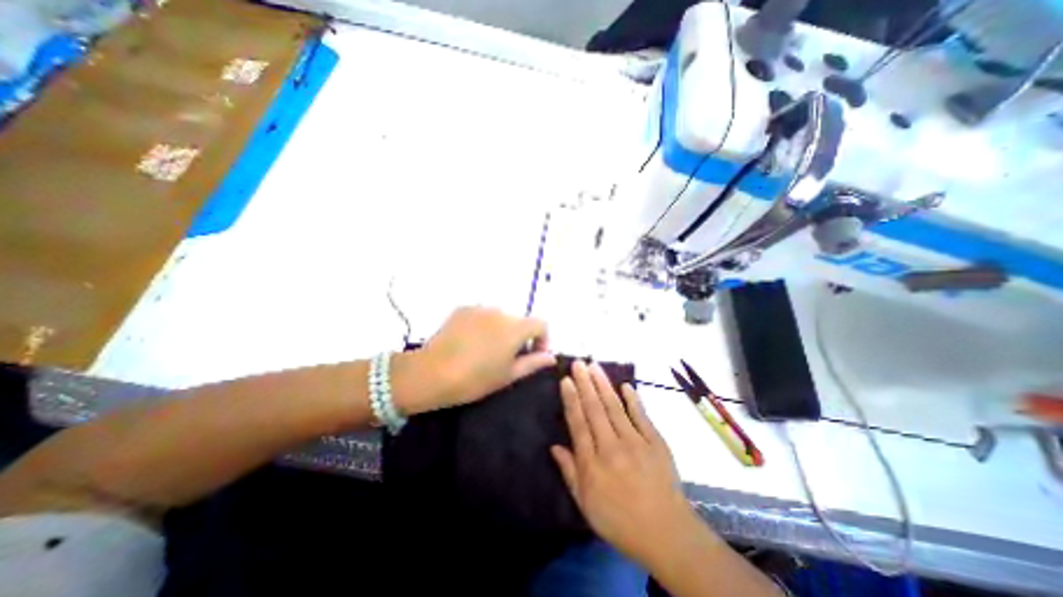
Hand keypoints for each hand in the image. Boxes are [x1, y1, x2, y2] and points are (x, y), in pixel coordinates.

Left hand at [400, 309, 555, 414]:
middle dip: (520, 336)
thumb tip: (551, 357)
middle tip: (507, 357)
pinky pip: (481, 315)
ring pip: (500, 318)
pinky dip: (483, 326)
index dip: (542, 339)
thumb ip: (533, 363)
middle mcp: (500, 312)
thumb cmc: (475, 379)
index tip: (533, 355)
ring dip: (501, 330)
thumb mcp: (508, 375)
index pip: (541, 324)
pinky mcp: (462, 309)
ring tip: (486, 351)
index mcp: (515, 328)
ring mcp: (480, 308)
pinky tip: (470, 343)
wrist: (431, 373)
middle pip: (519, 321)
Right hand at [551, 361, 703, 565]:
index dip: (571, 399)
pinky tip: (626, 385)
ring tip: (594, 366)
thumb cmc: (620, 520)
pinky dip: (634, 399)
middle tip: (578, 363)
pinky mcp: (656, 442)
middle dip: (585, 383)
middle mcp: (612, 447)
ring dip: (604, 385)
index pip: (578, 424)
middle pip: (595, 409)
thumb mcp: (586, 504)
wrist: (666, 534)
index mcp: (593, 464)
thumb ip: (569, 472)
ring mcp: (636, 442)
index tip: (565, 380)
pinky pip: (642, 416)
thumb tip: (554, 447)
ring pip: (615, 407)